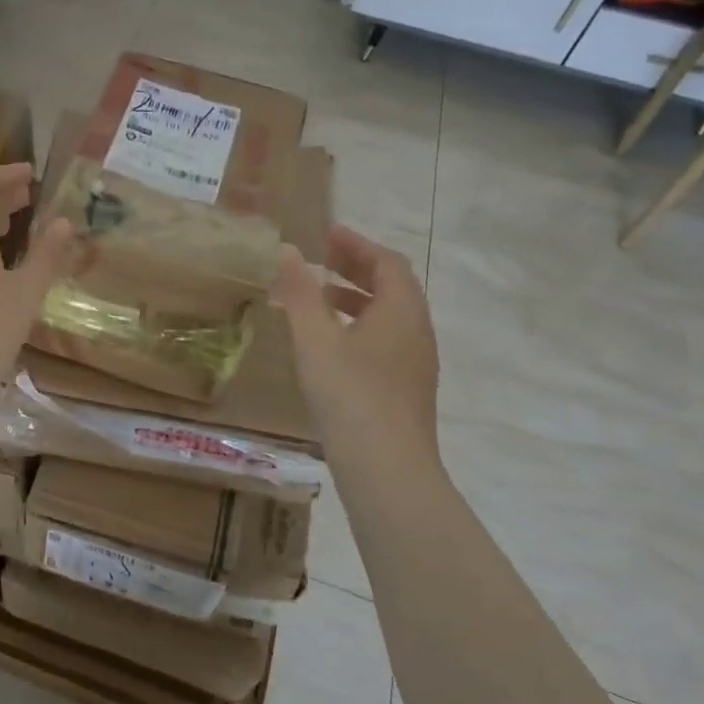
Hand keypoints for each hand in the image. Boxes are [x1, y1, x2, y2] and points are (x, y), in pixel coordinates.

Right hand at [270, 225, 440, 466]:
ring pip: (388, 316)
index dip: (356, 244)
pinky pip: (385, 340)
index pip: (387, 262)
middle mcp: (416, 331)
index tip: (326, 234)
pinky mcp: (406, 389)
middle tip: (320, 259)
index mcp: (401, 310)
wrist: (387, 469)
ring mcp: (415, 363)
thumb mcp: (315, 338)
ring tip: (318, 298)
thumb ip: (299, 292)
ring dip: (355, 298)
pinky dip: (358, 326)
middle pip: (392, 287)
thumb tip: (287, 250)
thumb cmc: (350, 394)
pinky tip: (330, 345)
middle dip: (355, 268)